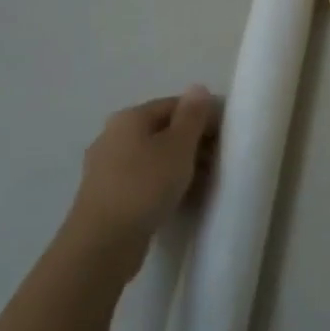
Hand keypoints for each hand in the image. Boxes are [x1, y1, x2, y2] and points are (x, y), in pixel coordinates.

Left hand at [66, 87, 218, 275]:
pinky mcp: (107, 195)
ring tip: (204, 183)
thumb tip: (198, 87)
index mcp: (129, 118)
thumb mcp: (178, 146)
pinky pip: (143, 179)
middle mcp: (113, 136)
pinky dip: (163, 183)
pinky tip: (180, 198)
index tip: (226, 136)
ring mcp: (106, 167)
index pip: (174, 105)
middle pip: (162, 130)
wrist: (103, 243)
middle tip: (219, 161)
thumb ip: (192, 115)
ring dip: (180, 165)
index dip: (203, 116)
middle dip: (193, 142)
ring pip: (153, 157)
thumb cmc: (145, 186)